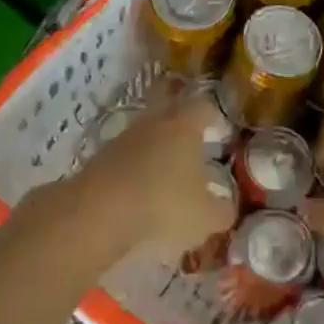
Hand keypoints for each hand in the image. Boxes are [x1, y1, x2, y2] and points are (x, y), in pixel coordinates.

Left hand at [72, 86, 236, 259]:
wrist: (97, 213)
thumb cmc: (163, 205)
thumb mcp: (205, 217)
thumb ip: (222, 211)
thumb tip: (227, 208)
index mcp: (184, 126)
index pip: (203, 106)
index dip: (212, 115)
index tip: (219, 129)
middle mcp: (154, 122)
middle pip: (168, 105)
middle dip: (180, 116)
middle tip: (192, 135)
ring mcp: (123, 138)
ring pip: (145, 130)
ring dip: (155, 143)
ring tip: (166, 167)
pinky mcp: (100, 158)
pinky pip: (126, 154)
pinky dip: (135, 165)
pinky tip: (141, 187)